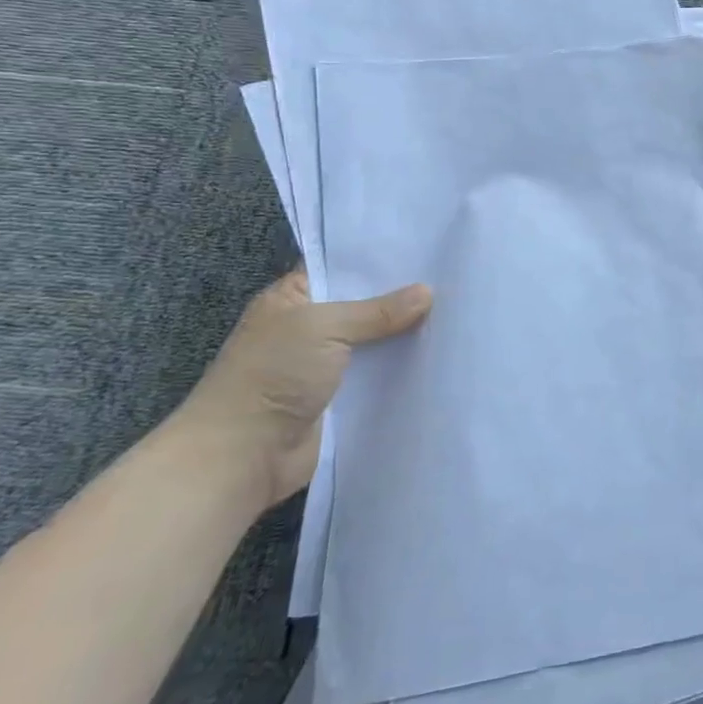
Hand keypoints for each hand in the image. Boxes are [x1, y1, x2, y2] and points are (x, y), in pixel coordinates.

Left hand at [168, 270, 432, 511]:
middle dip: (404, 296)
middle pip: (366, 303)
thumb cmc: (272, 376)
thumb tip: (427, 292)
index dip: (380, 259)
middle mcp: (311, 327)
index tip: (427, 248)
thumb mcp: (323, 327)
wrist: (243, 456)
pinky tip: (442, 352)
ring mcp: (328, 363)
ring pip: (378, 339)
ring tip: (459, 312)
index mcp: (293, 298)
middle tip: (453, 277)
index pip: (341, 267)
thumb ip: (377, 310)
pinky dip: (405, 366)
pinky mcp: (345, 396)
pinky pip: (382, 373)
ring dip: (409, 333)